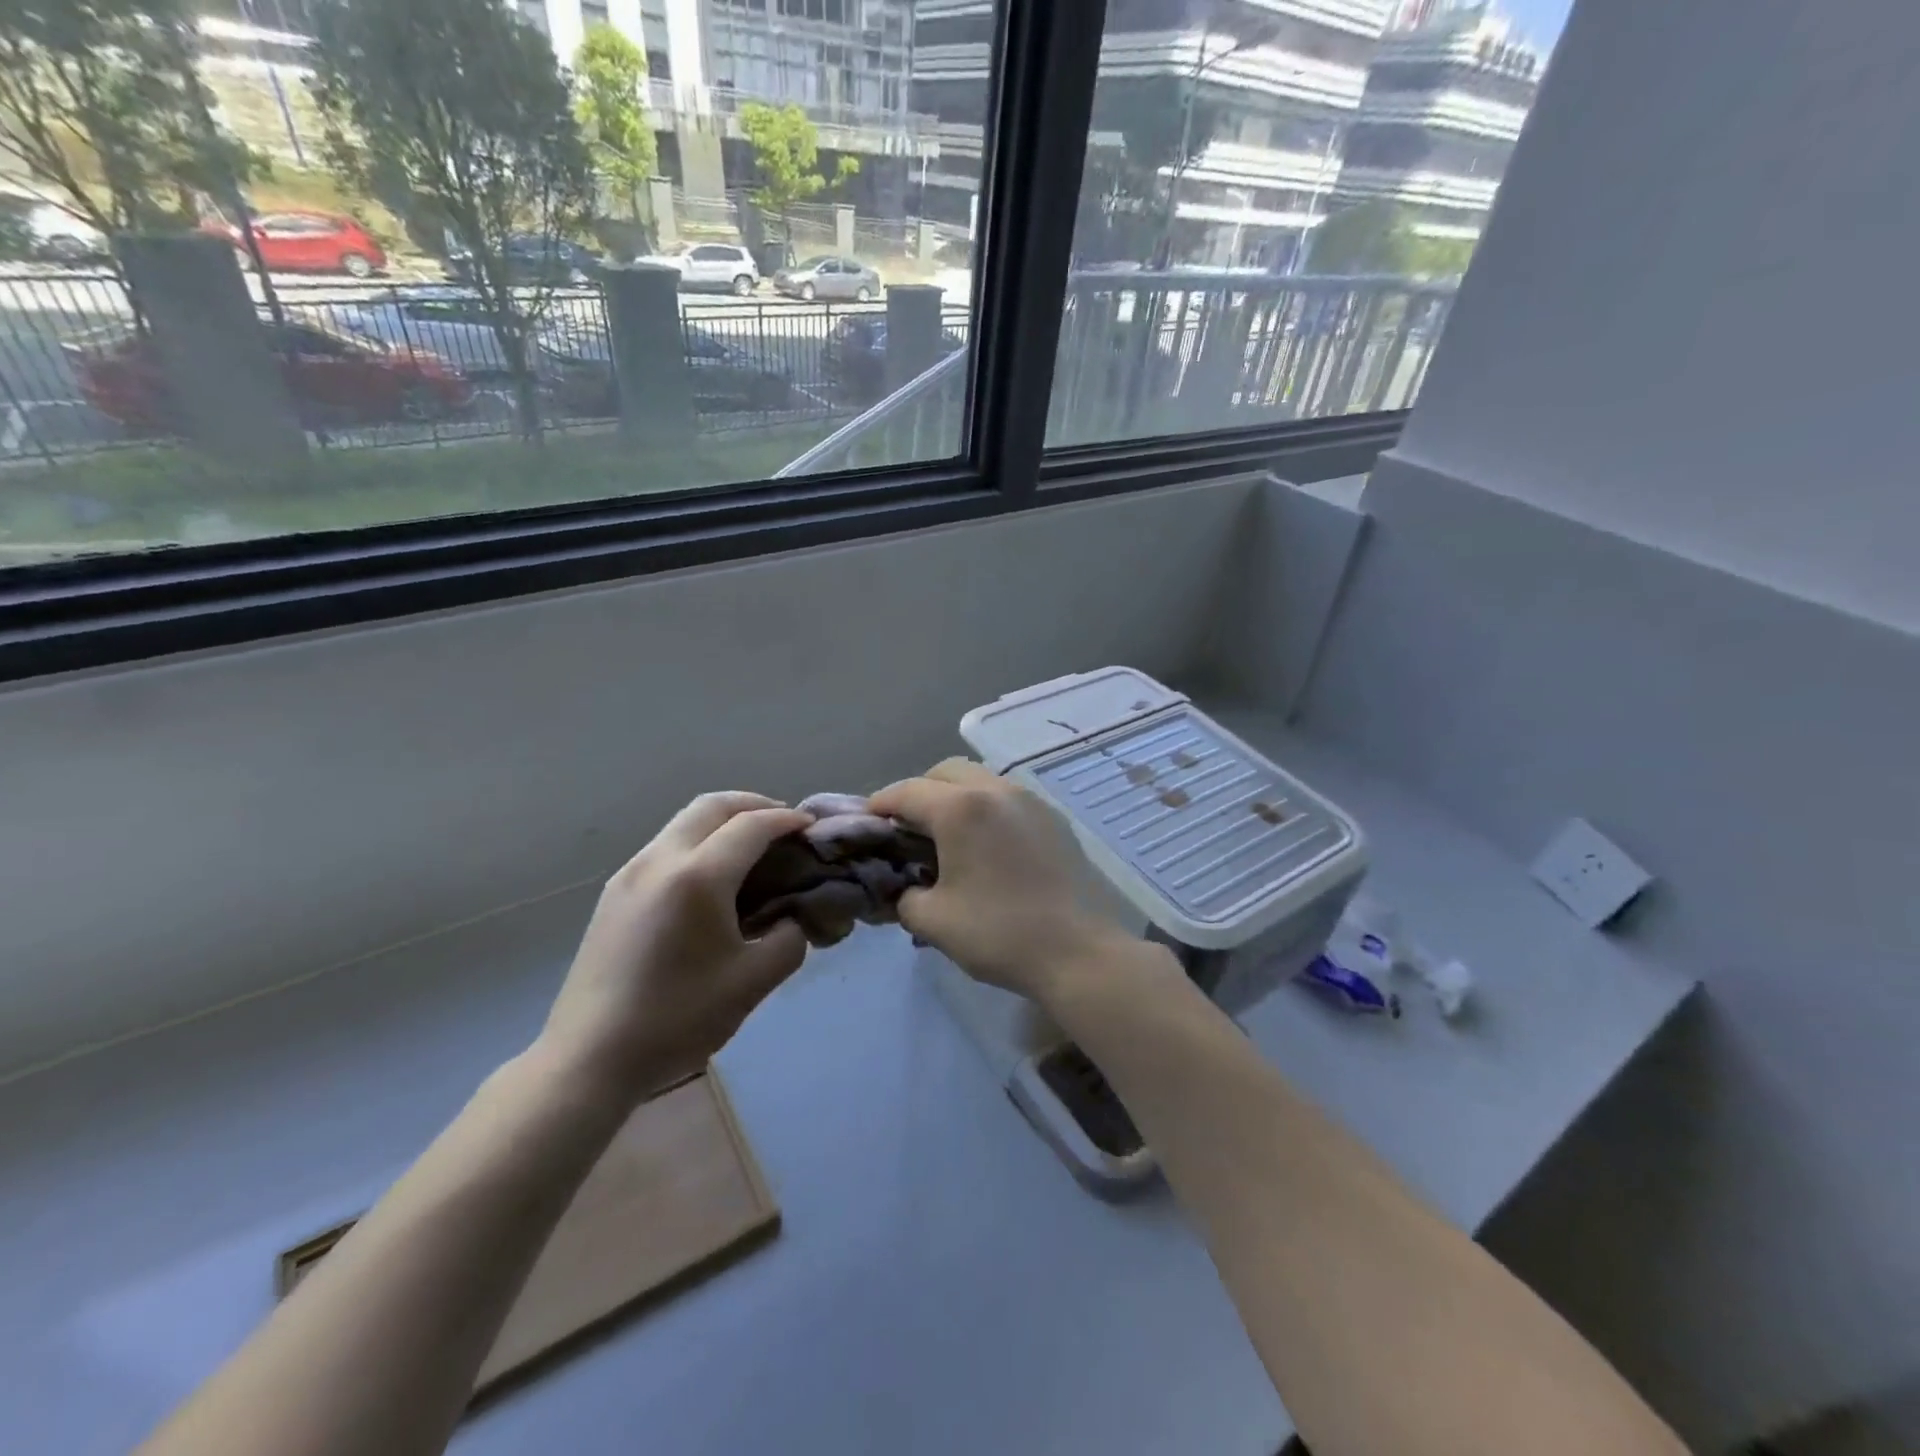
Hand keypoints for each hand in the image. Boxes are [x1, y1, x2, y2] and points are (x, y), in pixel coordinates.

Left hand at [539, 793, 812, 1102]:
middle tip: (784, 824)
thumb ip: (788, 940)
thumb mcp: (753, 983)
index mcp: (697, 877)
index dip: (787, 820)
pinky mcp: (614, 893)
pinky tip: (713, 878)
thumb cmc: (677, 1019)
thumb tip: (792, 919)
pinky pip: (665, 846)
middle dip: (754, 804)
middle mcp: (659, 860)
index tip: (813, 827)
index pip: (752, 826)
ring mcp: (630, 873)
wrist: (588, 1059)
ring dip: (723, 822)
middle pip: (712, 805)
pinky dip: (699, 842)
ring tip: (752, 848)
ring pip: (684, 822)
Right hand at [868, 759, 1127, 1003]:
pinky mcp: (1053, 818)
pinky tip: (986, 845)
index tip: (867, 823)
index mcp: (961, 808)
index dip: (880, 804)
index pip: (907, 792)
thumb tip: (905, 887)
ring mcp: (1030, 800)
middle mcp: (996, 790)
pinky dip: (985, 808)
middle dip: (919, 792)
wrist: (1077, 951)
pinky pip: (1007, 798)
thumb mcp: (932, 921)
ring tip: (947, 835)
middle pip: (945, 772)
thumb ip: (904, 896)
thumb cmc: (998, 933)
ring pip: (980, 779)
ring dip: (955, 796)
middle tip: (907, 828)